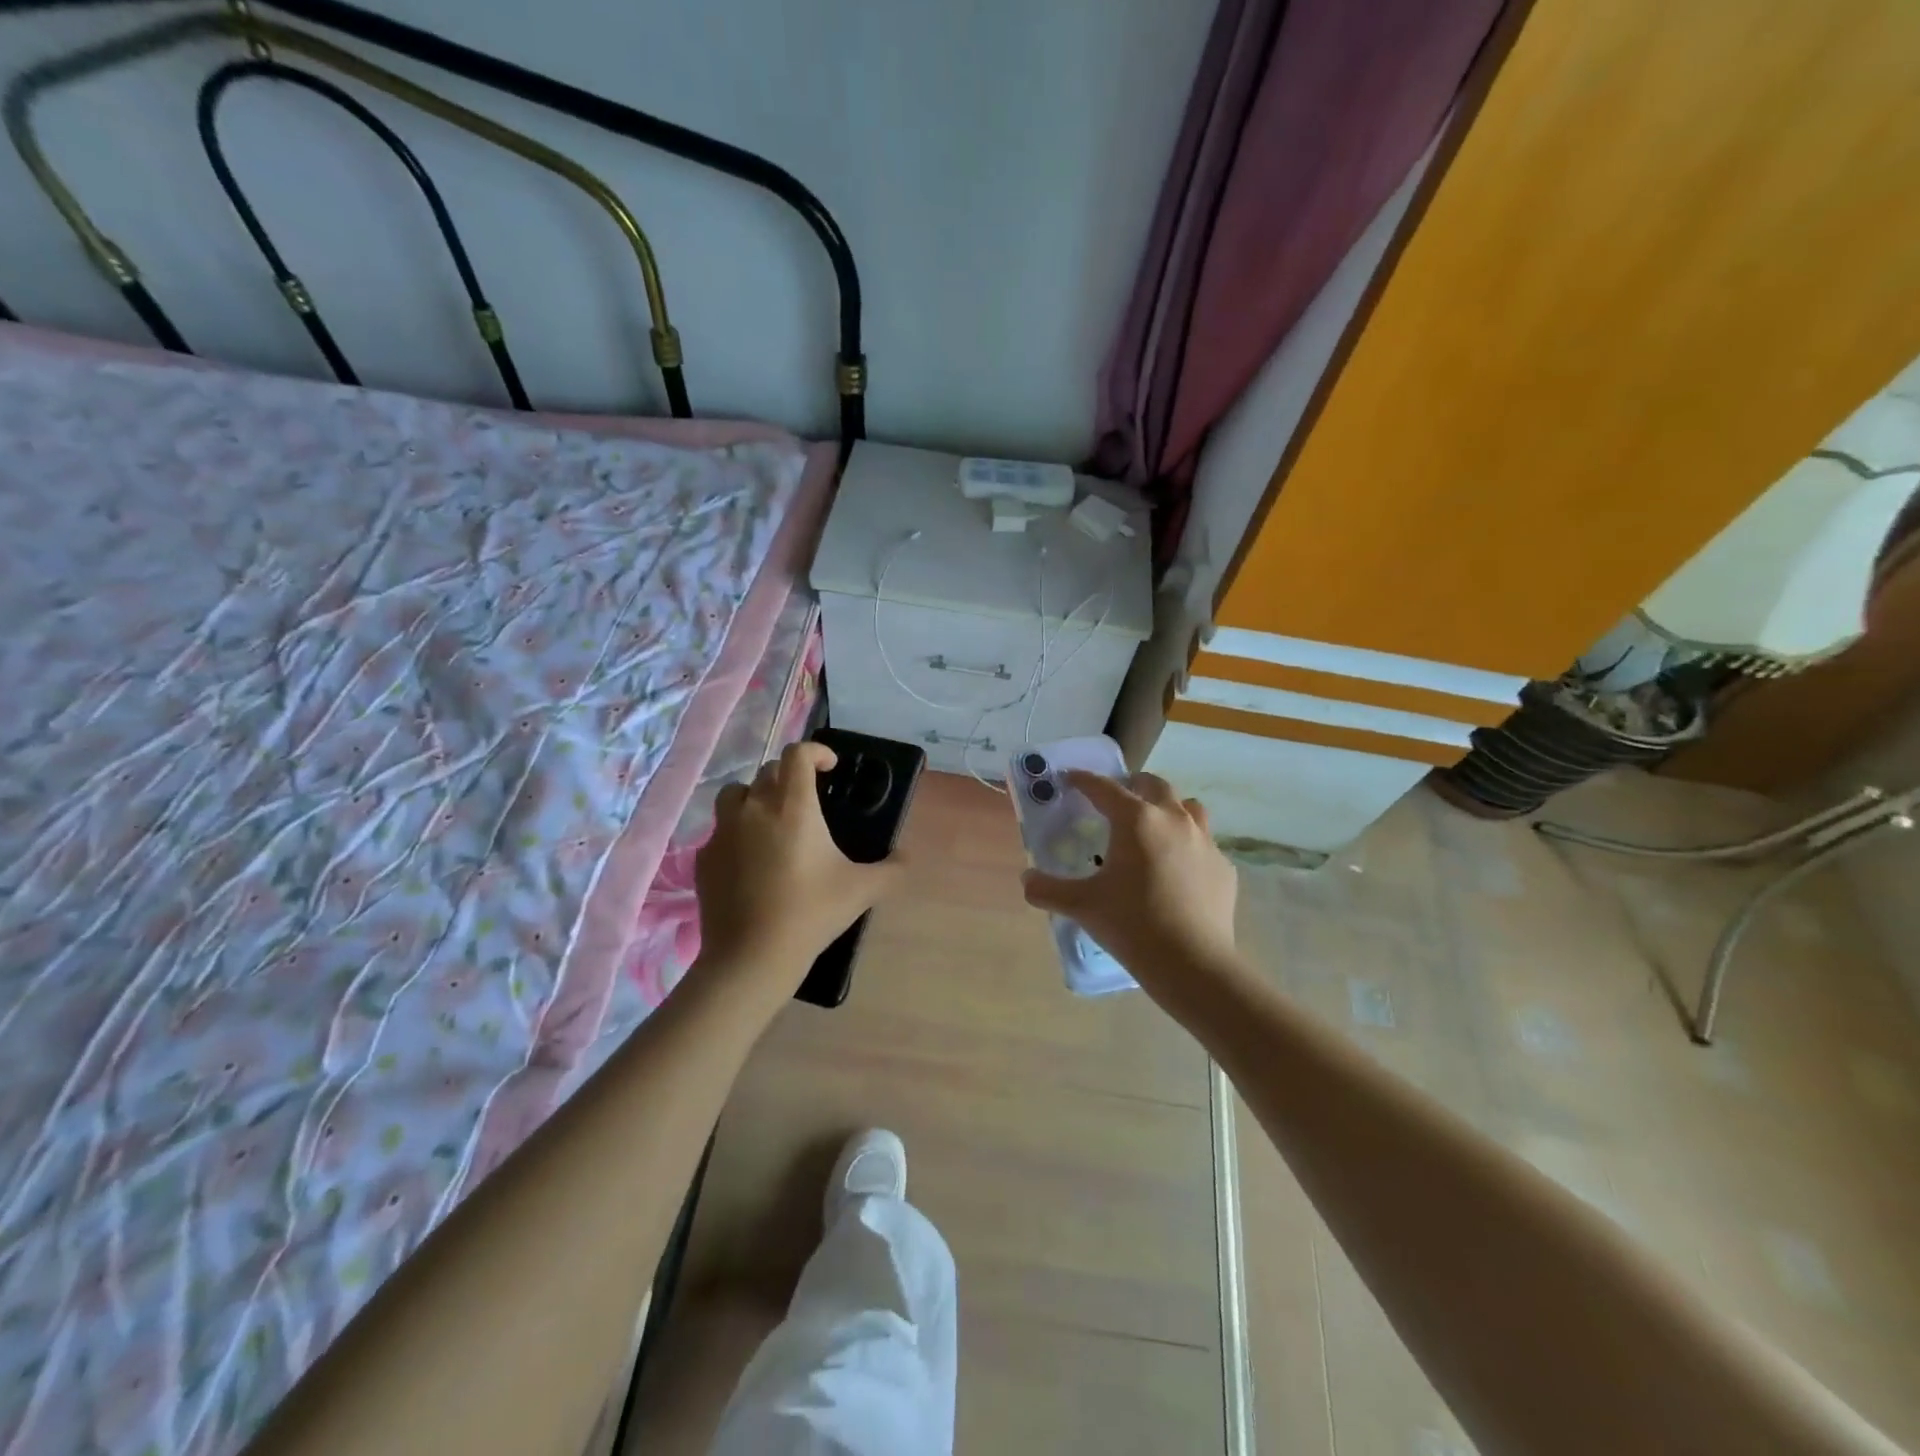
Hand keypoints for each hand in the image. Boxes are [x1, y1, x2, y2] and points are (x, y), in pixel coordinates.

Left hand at [693, 741, 904, 992]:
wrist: (752, 957)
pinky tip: (750, 860)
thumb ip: (891, 870)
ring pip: (735, 793)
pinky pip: (720, 830)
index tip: (830, 767)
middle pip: (768, 771)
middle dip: (790, 776)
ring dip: (755, 796)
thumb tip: (906, 858)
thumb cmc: (811, 914)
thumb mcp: (862, 891)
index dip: (816, 751)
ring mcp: (723, 831)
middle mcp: (754, 808)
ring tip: (771, 821)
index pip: (798, 754)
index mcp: (793, 806)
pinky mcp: (705, 857)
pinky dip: (736, 833)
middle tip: (808, 800)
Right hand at [1021, 771, 1238, 1000]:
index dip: (1083, 780)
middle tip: (1116, 800)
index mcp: (1136, 820)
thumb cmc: (1132, 924)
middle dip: (1133, 785)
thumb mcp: (1082, 906)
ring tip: (1154, 825)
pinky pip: (1204, 843)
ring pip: (1188, 807)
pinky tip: (1178, 868)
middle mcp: (1173, 819)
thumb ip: (1048, 889)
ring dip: (1168, 807)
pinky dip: (1188, 844)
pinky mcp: (1223, 867)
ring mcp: (1205, 841)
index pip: (1104, 788)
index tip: (1070, 778)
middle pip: (1154, 785)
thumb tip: (1027, 880)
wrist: (1192, 963)